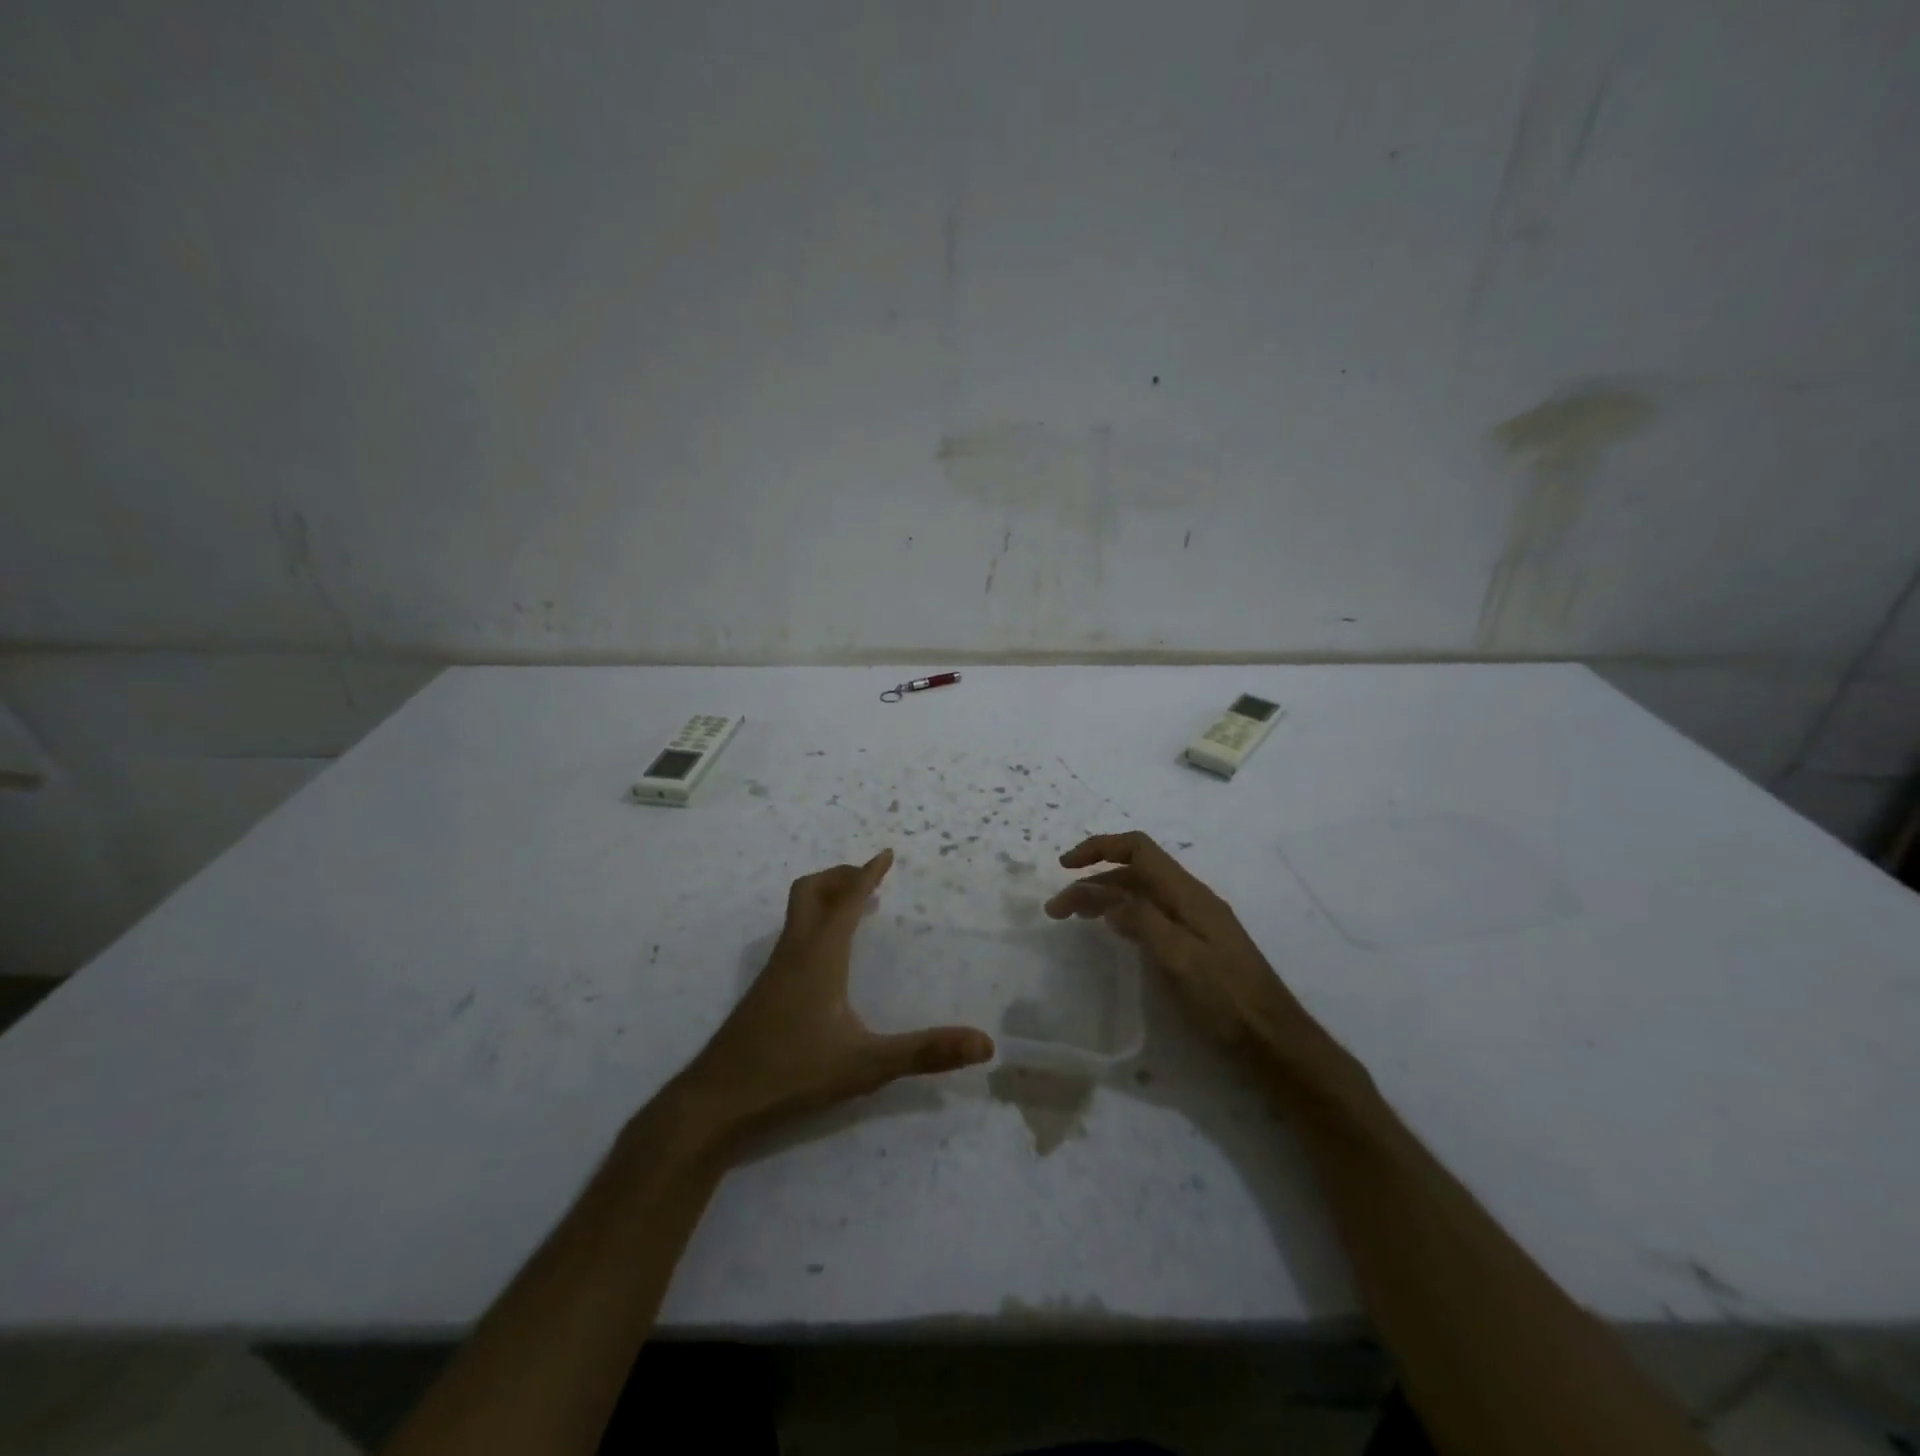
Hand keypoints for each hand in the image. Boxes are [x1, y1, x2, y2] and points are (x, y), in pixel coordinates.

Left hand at [672, 849, 993, 1153]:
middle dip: (840, 875)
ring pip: (798, 912)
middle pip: (811, 891)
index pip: (847, 900)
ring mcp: (775, 971)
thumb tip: (985, 1044)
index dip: (867, 874)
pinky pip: (794, 935)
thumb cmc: (791, 1073)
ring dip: (827, 897)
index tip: (887, 854)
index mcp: (820, 955)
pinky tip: (829, 958)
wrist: (716, 1102)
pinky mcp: (765, 990)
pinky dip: (816, 923)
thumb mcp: (866, 1065)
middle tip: (868, 877)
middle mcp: (795, 952)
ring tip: (856, 909)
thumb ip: (924, 1052)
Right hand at [1043, 832, 1343, 1077]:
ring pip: (1141, 893)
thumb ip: (1141, 920)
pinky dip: (1122, 914)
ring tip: (1075, 917)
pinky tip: (1111, 931)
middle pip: (1134, 872)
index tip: (1065, 867)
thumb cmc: (1224, 997)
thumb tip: (1105, 896)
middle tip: (1058, 909)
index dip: (1099, 848)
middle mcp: (1190, 897)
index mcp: (1187, 893)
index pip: (1138, 849)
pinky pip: (1151, 913)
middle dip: (1093, 880)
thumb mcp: (1178, 956)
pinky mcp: (1195, 941)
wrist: (1271, 1038)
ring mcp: (1194, 919)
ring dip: (1105, 897)